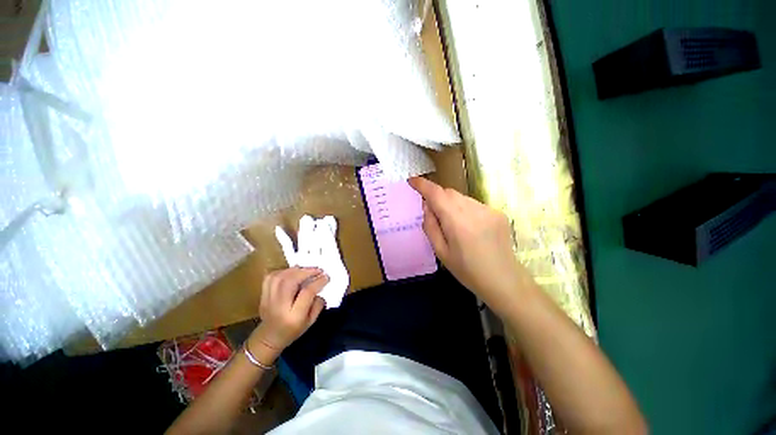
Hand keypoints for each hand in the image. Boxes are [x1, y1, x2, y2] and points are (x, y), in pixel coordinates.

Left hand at [251, 267, 327, 351]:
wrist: (269, 338)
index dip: (318, 282)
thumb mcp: (311, 321)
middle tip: (317, 270)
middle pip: (290, 281)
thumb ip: (318, 304)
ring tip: (306, 269)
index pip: (307, 293)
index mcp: (294, 316)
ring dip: (295, 270)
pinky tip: (291, 272)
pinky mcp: (263, 295)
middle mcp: (279, 306)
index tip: (326, 277)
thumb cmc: (293, 330)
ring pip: (280, 277)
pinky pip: (270, 277)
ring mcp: (268, 300)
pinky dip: (282, 271)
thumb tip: (320, 287)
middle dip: (306, 272)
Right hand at [409, 177, 528, 313]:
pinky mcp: (498, 212)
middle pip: (449, 192)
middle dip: (437, 197)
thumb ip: (430, 226)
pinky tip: (469, 227)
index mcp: (457, 221)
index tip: (412, 181)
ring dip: (451, 204)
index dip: (422, 184)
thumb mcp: (441, 252)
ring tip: (453, 224)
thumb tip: (427, 206)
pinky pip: (474, 204)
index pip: (436, 194)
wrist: (504, 280)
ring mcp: (488, 209)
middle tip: (433, 213)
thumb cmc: (467, 270)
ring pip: (461, 197)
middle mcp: (473, 210)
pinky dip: (464, 209)